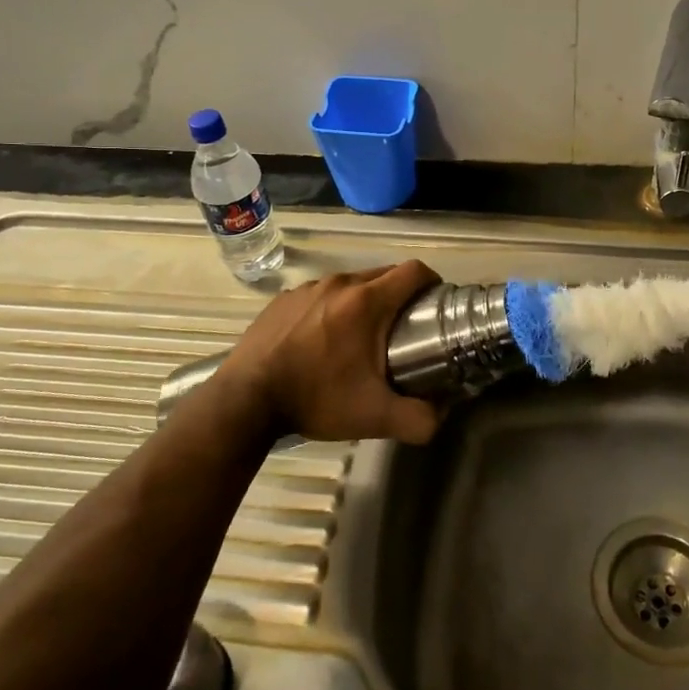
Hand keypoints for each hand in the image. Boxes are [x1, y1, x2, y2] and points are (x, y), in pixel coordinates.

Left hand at [218, 260, 443, 443]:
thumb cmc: (315, 399)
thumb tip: (444, 413)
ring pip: (351, 284)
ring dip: (364, 302)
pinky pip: (321, 294)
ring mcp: (308, 288)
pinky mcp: (283, 299)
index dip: (432, 283)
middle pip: (384, 274)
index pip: (414, 271)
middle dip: (400, 295)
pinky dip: (332, 309)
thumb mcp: (374, 417)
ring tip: (361, 338)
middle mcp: (339, 284)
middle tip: (403, 329)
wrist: (245, 401)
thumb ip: (419, 419)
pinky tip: (322, 341)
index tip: (434, 305)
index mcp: (367, 301)